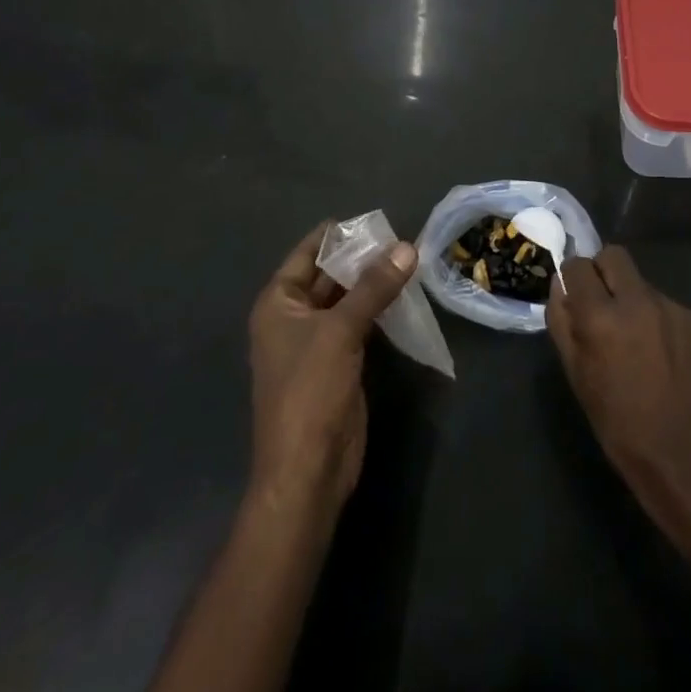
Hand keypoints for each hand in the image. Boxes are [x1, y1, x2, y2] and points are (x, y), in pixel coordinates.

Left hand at [248, 224, 417, 514]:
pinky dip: (380, 308)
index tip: (379, 219)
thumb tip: (407, 247)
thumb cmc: (310, 391)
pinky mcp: (339, 362)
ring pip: (348, 298)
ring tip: (412, 259)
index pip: (308, 251)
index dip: (340, 234)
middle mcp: (293, 316)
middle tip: (405, 238)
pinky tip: (407, 294)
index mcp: (278, 302)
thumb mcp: (340, 331)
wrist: (308, 471)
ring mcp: (317, 340)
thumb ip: (374, 287)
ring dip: (375, 282)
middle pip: (329, 273)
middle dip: (363, 257)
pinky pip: (360, 323)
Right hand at [548, 246, 690, 511]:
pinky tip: (656, 349)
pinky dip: (653, 315)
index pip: (578, 265)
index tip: (573, 297)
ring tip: (632, 335)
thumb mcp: (574, 372)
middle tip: (600, 303)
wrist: (679, 452)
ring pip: (639, 280)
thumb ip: (561, 320)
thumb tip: (559, 285)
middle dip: (601, 271)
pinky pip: (662, 301)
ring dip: (628, 296)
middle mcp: (636, 300)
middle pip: (613, 255)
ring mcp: (669, 306)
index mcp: (601, 316)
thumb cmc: (616, 419)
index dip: (571, 278)